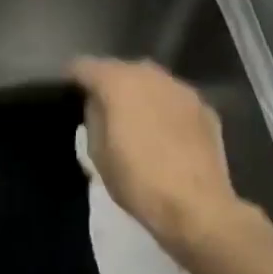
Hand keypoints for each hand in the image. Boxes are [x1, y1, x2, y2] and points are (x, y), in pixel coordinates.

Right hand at [70, 57, 265, 259]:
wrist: (197, 207)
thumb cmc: (137, 181)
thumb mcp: (97, 152)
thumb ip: (94, 117)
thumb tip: (98, 104)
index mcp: (119, 84)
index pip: (86, 66)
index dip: (72, 77)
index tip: (66, 91)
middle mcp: (152, 77)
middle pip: (121, 68)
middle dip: (108, 82)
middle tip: (100, 106)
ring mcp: (183, 91)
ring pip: (152, 81)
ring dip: (139, 92)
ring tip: (132, 117)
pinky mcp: (206, 109)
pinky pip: (174, 99)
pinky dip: (164, 108)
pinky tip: (163, 131)